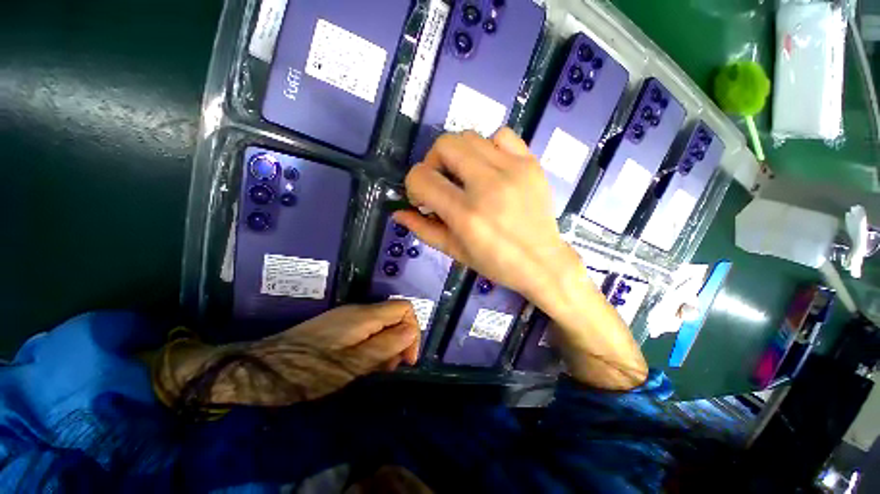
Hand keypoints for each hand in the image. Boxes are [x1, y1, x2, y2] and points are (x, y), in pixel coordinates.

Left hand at [248, 301, 420, 402]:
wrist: (258, 369)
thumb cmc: (306, 371)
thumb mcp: (350, 364)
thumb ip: (385, 346)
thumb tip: (411, 331)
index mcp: (365, 315)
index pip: (404, 308)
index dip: (413, 330)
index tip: (406, 359)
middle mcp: (358, 310)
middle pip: (394, 315)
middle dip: (400, 340)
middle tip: (389, 368)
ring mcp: (346, 317)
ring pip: (381, 324)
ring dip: (387, 345)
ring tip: (376, 369)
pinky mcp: (337, 326)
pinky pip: (366, 330)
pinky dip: (372, 345)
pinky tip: (361, 364)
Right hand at [397, 129, 646, 389]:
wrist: (544, 263)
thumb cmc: (497, 263)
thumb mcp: (455, 252)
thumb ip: (423, 229)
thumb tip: (398, 212)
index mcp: (466, 214)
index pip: (421, 178)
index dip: (413, 185)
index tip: (422, 199)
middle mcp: (488, 186)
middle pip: (444, 145)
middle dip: (432, 162)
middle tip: (440, 183)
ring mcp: (513, 170)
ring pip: (469, 136)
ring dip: (457, 154)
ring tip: (463, 176)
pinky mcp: (530, 163)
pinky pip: (501, 135)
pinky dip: (487, 146)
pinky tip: (489, 167)